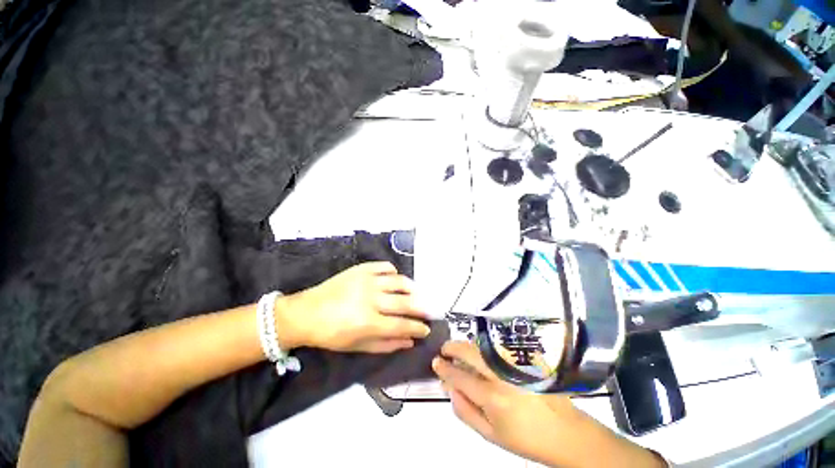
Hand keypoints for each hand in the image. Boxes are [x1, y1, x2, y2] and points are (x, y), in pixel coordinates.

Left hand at [276, 262, 429, 353]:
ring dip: (412, 288)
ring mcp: (367, 281)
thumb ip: (386, 344)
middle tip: (429, 311)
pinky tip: (395, 278)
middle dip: (421, 308)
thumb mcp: (357, 346)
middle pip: (405, 302)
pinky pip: (385, 266)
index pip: (402, 324)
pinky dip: (394, 271)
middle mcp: (371, 299)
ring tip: (416, 293)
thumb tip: (409, 341)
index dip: (418, 327)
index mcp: (368, 322)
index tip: (426, 328)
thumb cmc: (331, 334)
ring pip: (399, 281)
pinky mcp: (361, 269)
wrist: (305, 312)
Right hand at [432, 341, 578, 465]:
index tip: (436, 362)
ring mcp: (514, 363)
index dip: (444, 367)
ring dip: (466, 346)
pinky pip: (496, 348)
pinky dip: (482, 349)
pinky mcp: (524, 358)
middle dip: (452, 347)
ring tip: (459, 352)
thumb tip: (449, 389)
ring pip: (482, 346)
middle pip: (470, 351)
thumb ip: (465, 411)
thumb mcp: (490, 434)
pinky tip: (480, 355)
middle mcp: (502, 375)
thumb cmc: (525, 438)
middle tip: (444, 350)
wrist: (564, 431)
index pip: (459, 375)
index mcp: (492, 397)